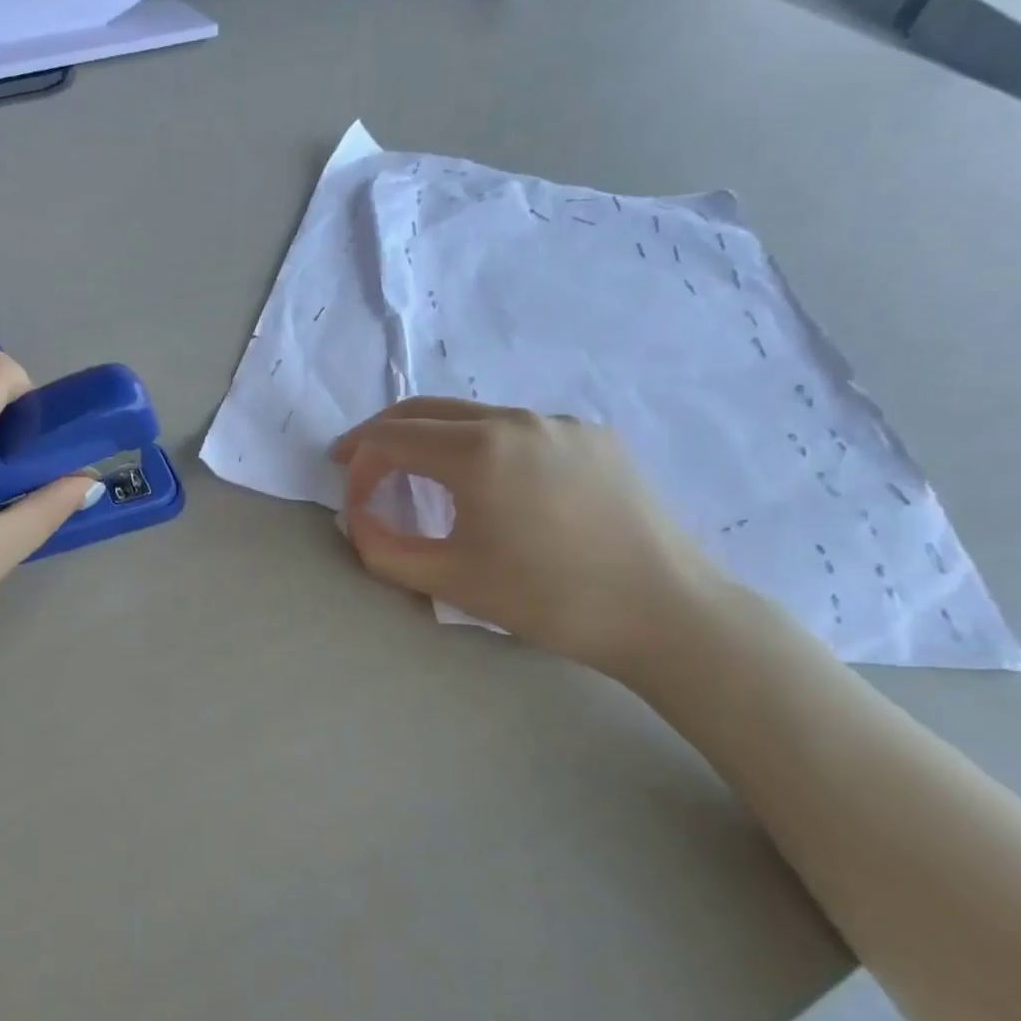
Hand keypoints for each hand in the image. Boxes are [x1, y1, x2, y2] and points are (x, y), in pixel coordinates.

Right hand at [333, 399, 728, 676]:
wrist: (665, 611)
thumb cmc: (548, 599)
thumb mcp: (449, 581)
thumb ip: (382, 549)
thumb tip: (357, 519)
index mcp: (477, 450)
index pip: (390, 438)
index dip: (358, 466)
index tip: (354, 502)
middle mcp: (515, 418)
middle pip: (424, 410)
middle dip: (381, 435)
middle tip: (356, 463)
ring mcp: (559, 422)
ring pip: (472, 415)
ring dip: (430, 438)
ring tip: (418, 474)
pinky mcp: (593, 436)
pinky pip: (517, 428)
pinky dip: (481, 445)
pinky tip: (490, 483)